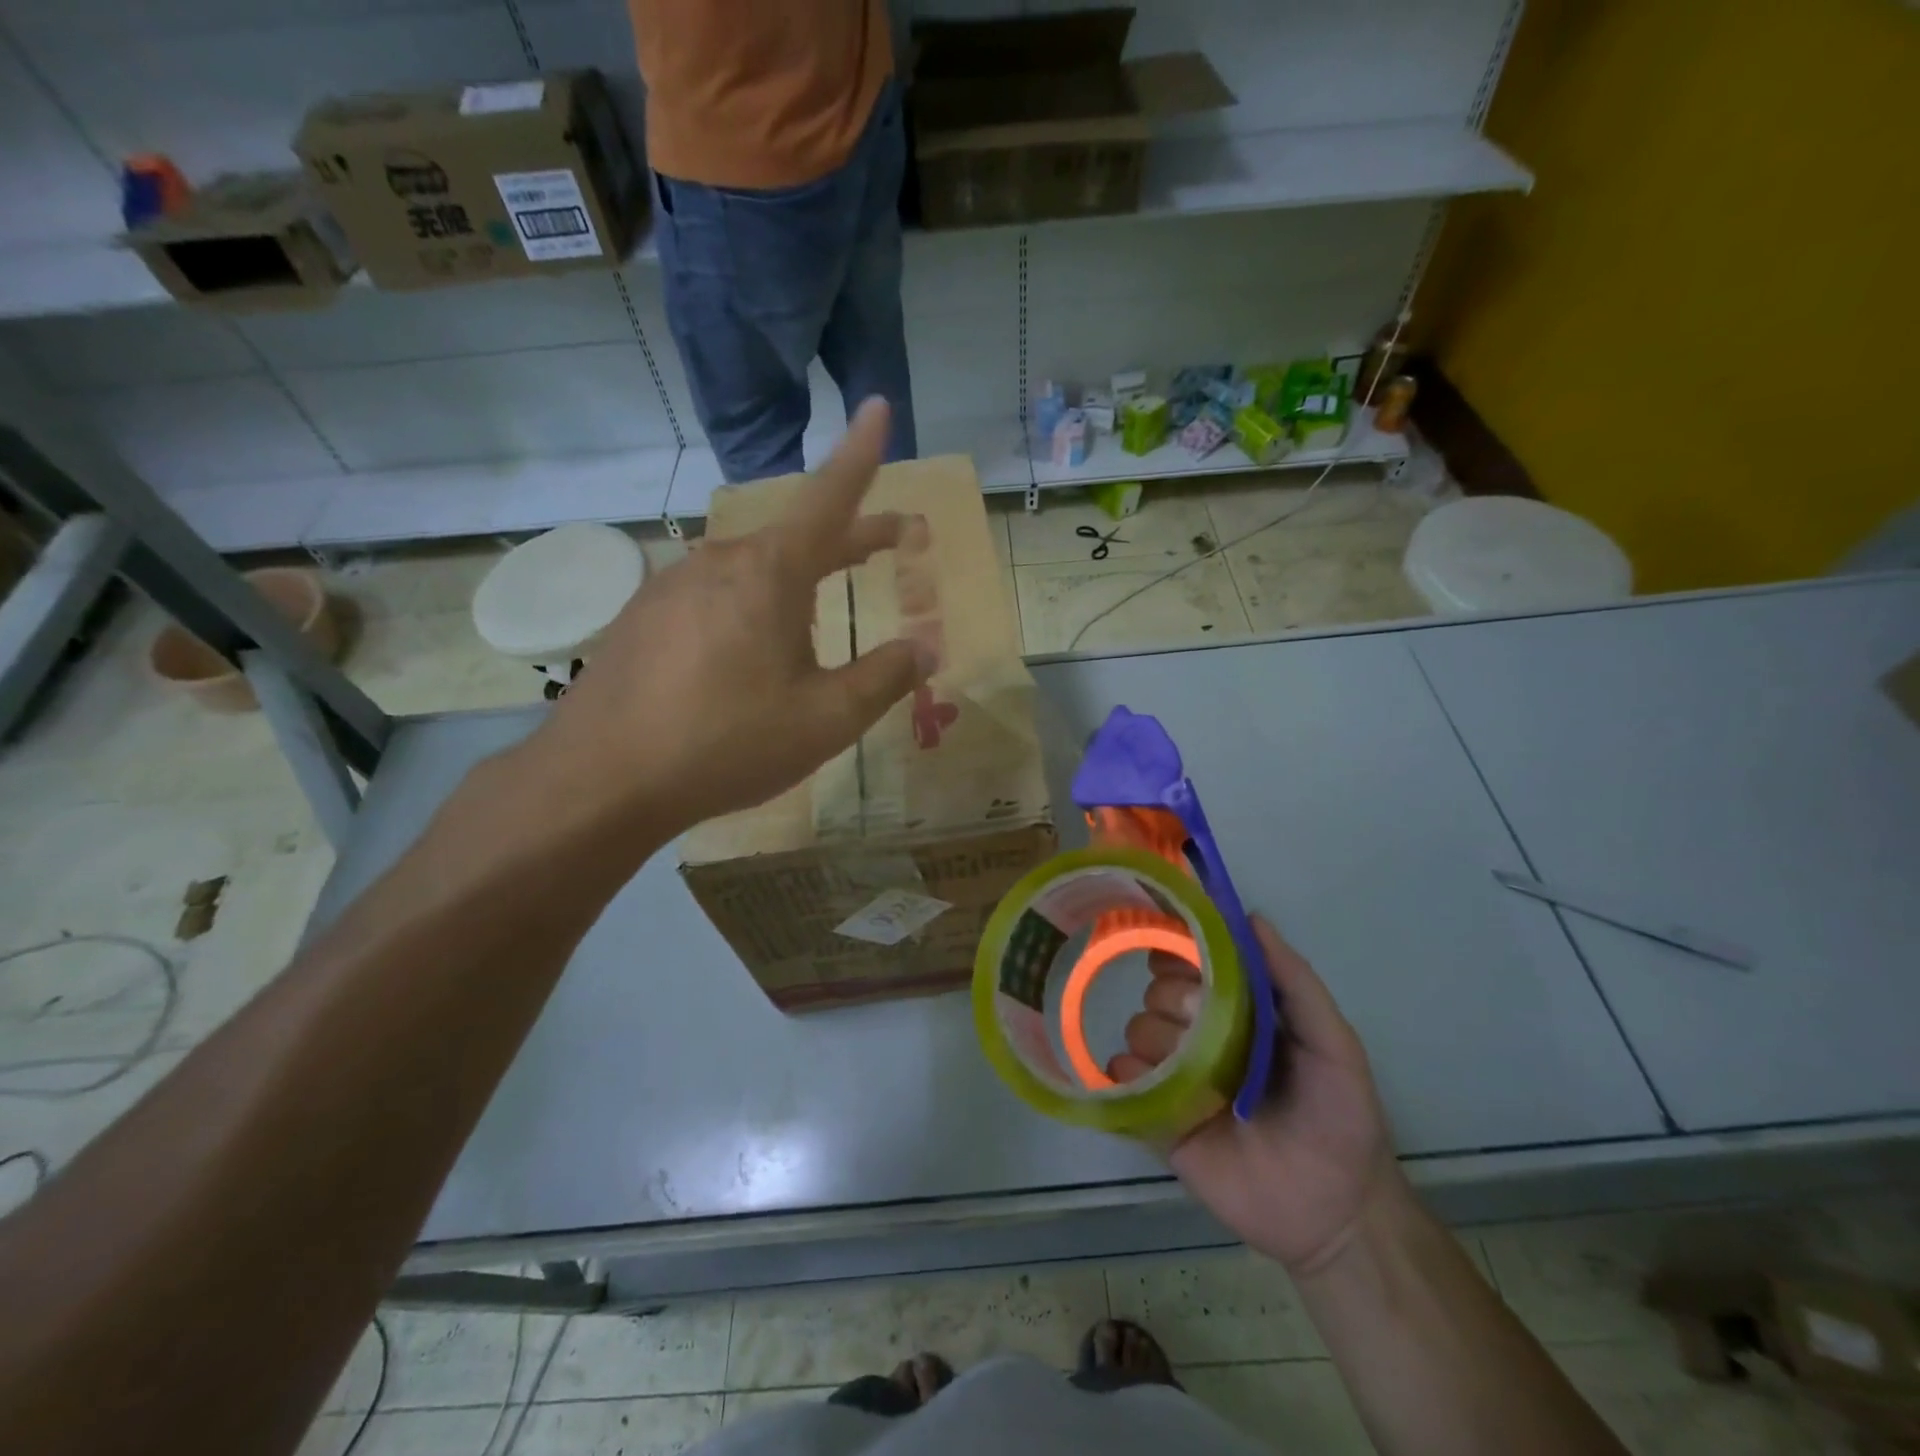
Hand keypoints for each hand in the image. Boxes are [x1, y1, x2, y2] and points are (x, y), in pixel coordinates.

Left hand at [528, 399, 932, 840]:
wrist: (601, 780)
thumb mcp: (826, 719)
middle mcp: (719, 561)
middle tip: (893, 539)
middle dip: (850, 538)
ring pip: (753, 569)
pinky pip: (715, 596)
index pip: (830, 498)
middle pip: (797, 537)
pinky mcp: (643, 617)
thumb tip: (925, 648)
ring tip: (821, 611)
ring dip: (797, 578)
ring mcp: (672, 586)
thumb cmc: (727, 743)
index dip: (861, 455)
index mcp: (769, 573)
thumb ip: (884, 678)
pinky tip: (750, 650)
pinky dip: (752, 605)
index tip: (879, 407)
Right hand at [1114, 916, 1403, 1275]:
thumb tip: (1251, 917)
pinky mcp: (1159, 1117)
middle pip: (1159, 993)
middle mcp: (1200, 1036)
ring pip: (1137, 1029)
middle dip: (1173, 999)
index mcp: (1237, 1012)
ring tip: (1188, 1071)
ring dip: (1155, 1038)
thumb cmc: (1340, 1117)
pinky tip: (1149, 1084)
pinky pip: (1121, 1079)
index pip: (1191, 963)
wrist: (1336, 1214)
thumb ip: (1295, 981)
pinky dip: (1123, 1073)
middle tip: (1201, 1026)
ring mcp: (1177, 1076)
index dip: (1177, 949)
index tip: (1173, 952)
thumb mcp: (1333, 1042)